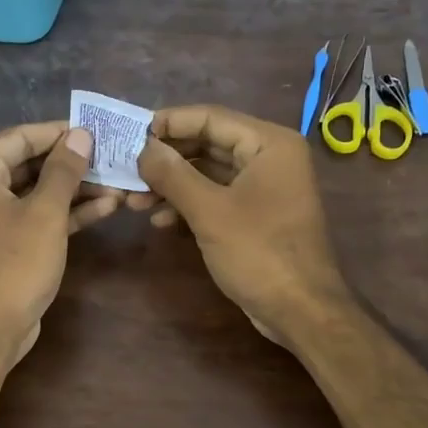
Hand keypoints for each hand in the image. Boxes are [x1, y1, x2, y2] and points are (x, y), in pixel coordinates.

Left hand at [0, 122, 120, 363]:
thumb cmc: (14, 264)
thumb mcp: (45, 212)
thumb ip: (64, 170)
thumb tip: (81, 135)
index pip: (20, 137)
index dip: (60, 132)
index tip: (96, 130)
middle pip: (29, 164)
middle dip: (73, 164)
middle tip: (112, 157)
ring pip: (37, 193)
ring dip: (76, 190)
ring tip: (118, 183)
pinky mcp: (6, 244)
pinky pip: (37, 217)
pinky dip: (66, 213)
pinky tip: (105, 207)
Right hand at [132, 105, 350, 344]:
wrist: (300, 310)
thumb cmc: (259, 253)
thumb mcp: (209, 211)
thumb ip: (173, 174)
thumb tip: (141, 148)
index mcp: (268, 143)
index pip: (209, 117)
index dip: (167, 124)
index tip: (128, 135)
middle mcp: (269, 157)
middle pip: (207, 143)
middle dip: (166, 159)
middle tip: (127, 170)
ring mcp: (263, 187)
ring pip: (208, 173)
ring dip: (172, 185)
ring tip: (134, 201)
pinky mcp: (256, 214)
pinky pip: (216, 196)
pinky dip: (188, 205)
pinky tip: (159, 220)